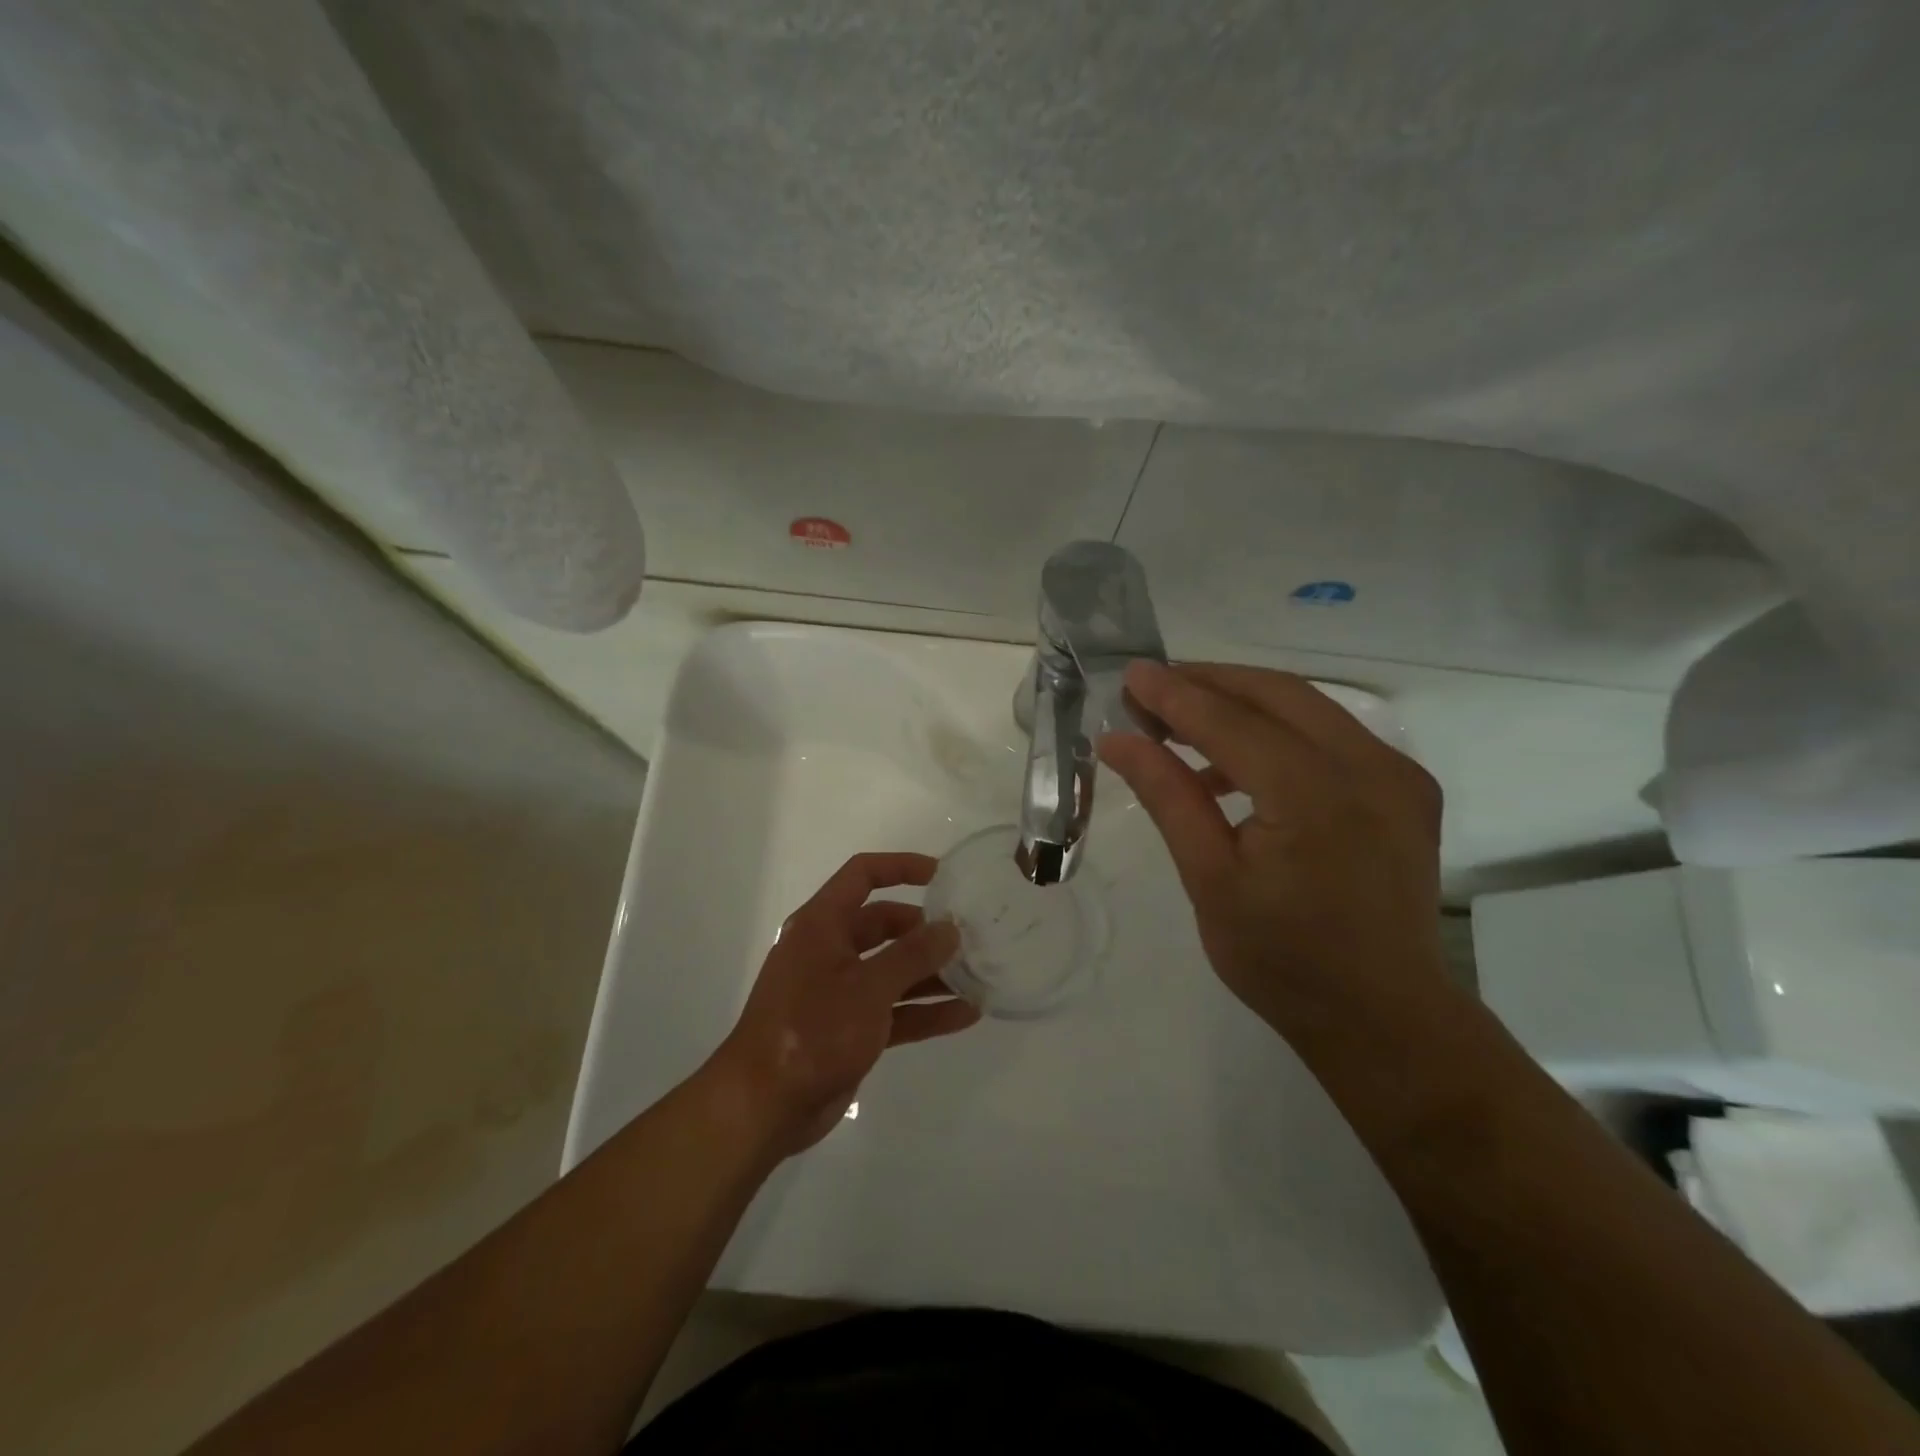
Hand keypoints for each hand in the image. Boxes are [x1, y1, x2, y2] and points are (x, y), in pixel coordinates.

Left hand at [712, 853, 976, 1153]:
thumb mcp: (868, 987)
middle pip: (883, 924)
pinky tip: (965, 1015)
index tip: (942, 876)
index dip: (901, 867)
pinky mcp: (849, 1030)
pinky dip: (924, 1011)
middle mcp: (829, 950)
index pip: (862, 875)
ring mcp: (839, 992)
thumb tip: (949, 928)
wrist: (763, 1107)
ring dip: (931, 974)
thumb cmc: (812, 1030)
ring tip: (978, 976)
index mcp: (822, 925)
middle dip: (924, 930)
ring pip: (892, 971)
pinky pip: (894, 1010)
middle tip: (968, 937)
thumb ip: (913, 955)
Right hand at [1098, 661, 1445, 1033]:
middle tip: (1151, 693)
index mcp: (1315, 796)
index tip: (1130, 675)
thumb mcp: (1209, 879)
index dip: (1175, 695)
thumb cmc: (1282, 959)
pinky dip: (1277, 730)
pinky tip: (1236, 761)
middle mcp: (1369, 767)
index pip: (1231, 722)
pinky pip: (1331, 733)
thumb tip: (1118, 740)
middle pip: (1276, 693)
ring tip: (1182, 724)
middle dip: (1208, 683)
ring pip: (1307, 706)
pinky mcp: (1406, 787)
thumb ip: (1168, 796)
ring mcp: (1397, 773)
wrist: (1383, 1016)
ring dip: (1241, 702)